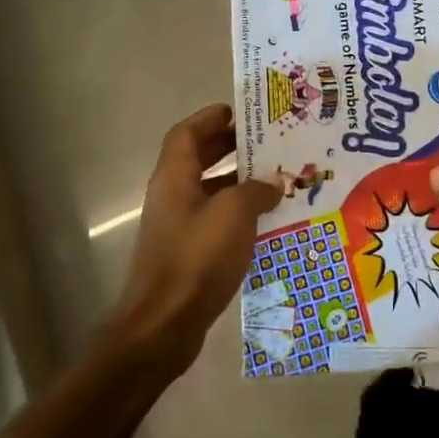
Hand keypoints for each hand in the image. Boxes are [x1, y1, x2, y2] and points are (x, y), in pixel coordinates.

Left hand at [109, 105, 281, 375]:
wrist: (164, 326)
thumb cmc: (197, 258)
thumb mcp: (234, 215)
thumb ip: (256, 191)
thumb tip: (274, 180)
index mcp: (175, 176)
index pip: (187, 132)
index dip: (210, 117)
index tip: (239, 111)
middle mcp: (172, 195)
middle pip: (197, 158)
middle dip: (229, 146)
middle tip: (265, 140)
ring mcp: (177, 226)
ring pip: (208, 190)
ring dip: (237, 181)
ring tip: (275, 177)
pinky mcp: (186, 253)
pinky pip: (214, 219)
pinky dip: (237, 213)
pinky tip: (267, 220)